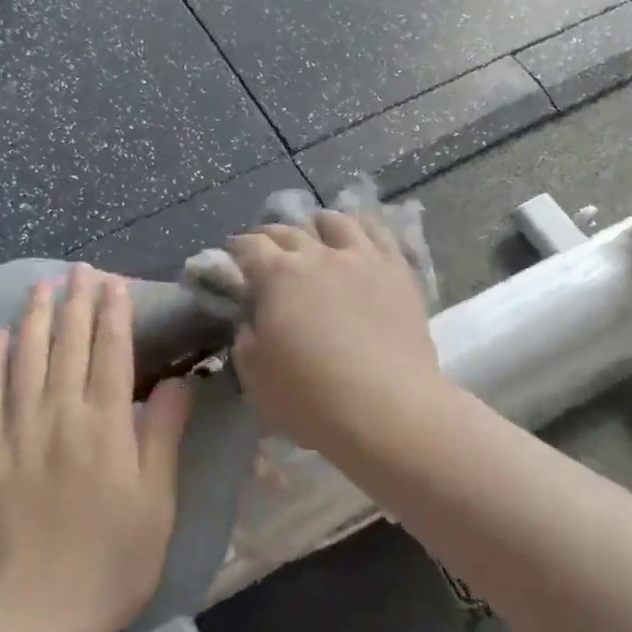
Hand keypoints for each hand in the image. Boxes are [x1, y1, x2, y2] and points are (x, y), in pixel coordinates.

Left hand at [0, 264, 192, 631]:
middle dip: (76, 302)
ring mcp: (18, 433)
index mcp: (106, 427)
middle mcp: (60, 417)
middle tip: (79, 269)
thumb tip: (175, 381)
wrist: (39, 612)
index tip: (114, 282)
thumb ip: (162, 435)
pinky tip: (0, 337)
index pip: (111, 354)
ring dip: (36, 318)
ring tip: (42, 285)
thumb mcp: (156, 502)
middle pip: (69, 346)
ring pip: (27, 360)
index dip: (113, 314)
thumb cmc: (114, 560)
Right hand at [227, 214, 444, 456]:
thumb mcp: (256, 378)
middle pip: (288, 230)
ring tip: (315, 233)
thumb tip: (250, 322)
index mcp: (277, 276)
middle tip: (267, 252)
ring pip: (336, 222)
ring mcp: (362, 258)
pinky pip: (379, 233)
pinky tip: (360, 236)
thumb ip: (246, 341)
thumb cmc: (311, 399)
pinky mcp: (398, 270)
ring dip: (317, 225)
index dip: (237, 250)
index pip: (249, 246)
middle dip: (271, 237)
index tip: (233, 259)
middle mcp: (318, 255)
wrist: (387, 409)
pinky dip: (362, 227)